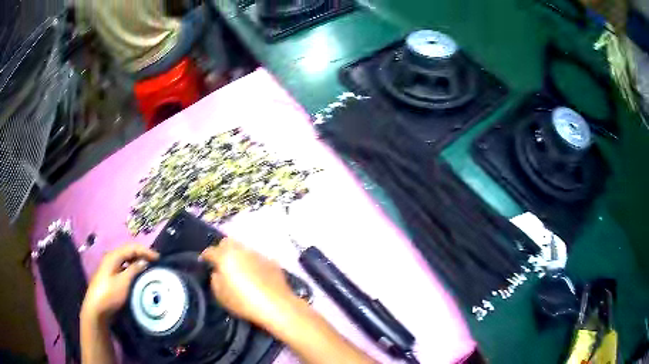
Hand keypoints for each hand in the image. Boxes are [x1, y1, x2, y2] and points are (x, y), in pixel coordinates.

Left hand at [81, 244, 158, 322]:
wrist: (97, 309)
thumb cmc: (110, 294)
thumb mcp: (124, 282)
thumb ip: (134, 270)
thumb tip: (144, 262)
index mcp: (113, 256)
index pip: (132, 247)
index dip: (145, 251)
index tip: (159, 258)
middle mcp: (111, 259)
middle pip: (129, 252)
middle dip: (142, 255)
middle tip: (155, 263)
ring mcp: (110, 268)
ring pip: (126, 261)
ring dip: (138, 263)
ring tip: (149, 270)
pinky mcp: (111, 278)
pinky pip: (124, 269)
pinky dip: (133, 270)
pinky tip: (138, 277)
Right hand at [200, 238, 296, 329]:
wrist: (277, 306)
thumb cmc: (243, 302)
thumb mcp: (220, 295)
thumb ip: (215, 279)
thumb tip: (218, 272)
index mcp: (226, 256)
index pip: (210, 251)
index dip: (205, 256)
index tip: (203, 262)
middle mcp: (241, 250)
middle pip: (227, 242)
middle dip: (221, 250)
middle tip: (220, 262)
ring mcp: (258, 254)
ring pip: (243, 248)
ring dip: (238, 255)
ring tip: (238, 268)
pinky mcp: (271, 261)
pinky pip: (257, 257)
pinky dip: (252, 262)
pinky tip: (254, 274)